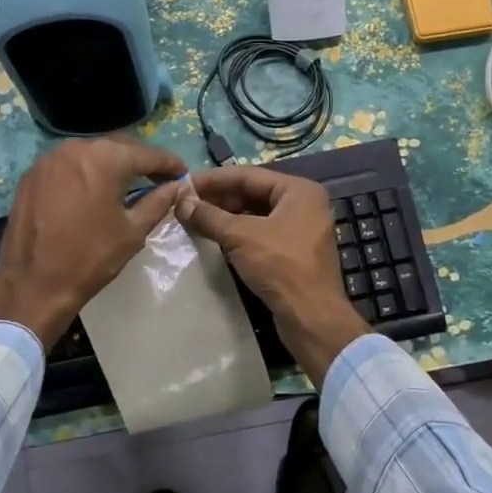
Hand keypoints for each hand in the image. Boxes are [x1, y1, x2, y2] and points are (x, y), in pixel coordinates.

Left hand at [0, 137, 188, 348]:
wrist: (33, 284)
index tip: (183, 175)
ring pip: (90, 154)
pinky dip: (84, 173)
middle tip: (158, 179)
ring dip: (111, 165)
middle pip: (118, 148)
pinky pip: (67, 165)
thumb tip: (176, 187)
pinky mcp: (31, 175)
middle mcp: (76, 148)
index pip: (147, 154)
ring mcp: (49, 159)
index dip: (169, 164)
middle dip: (140, 161)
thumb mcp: (133, 231)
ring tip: (126, 185)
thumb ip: (158, 202)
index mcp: (105, 158)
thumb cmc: (91, 258)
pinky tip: (91, 191)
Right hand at [177, 167, 365, 387]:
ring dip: (225, 217)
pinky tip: (214, 238)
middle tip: (185, 204)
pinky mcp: (294, 252)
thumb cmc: (280, 266)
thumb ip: (209, 216)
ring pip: (256, 215)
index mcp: (298, 190)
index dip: (213, 179)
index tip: (183, 183)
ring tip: (194, 219)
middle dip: (218, 198)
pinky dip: (238, 234)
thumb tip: (181, 202)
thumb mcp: (240, 236)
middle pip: (253, 193)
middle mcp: (303, 204)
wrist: (311, 317)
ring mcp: (301, 229)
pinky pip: (261, 233)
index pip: (248, 175)